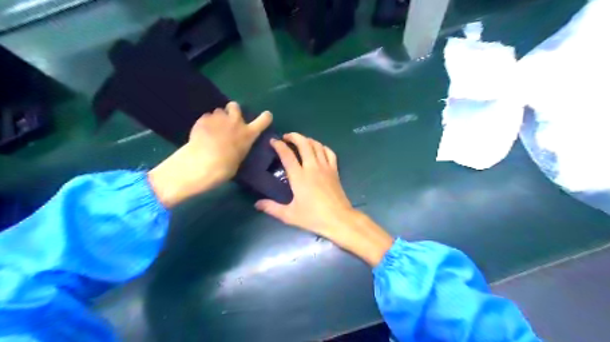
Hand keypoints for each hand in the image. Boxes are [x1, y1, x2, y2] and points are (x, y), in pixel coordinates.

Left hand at [147, 102, 271, 207]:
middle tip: (228, 120)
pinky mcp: (203, 119)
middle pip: (235, 106)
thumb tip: (235, 145)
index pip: (264, 120)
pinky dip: (205, 123)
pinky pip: (206, 117)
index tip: (265, 116)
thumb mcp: (239, 158)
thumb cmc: (225, 167)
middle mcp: (236, 122)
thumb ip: (239, 146)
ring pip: (219, 111)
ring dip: (217, 118)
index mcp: (248, 134)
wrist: (203, 163)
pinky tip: (201, 133)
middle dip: (232, 110)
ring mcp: (219, 118)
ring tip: (212, 129)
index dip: (265, 117)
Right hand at [256, 134, 393, 266]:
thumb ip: (272, 208)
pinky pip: (329, 152)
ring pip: (317, 145)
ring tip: (300, 141)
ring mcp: (325, 167)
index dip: (279, 145)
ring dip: (307, 140)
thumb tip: (256, 204)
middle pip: (304, 143)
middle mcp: (312, 167)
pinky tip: (318, 149)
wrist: (338, 219)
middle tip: (286, 137)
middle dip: (294, 136)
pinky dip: (322, 147)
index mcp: (299, 177)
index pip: (287, 155)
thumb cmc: (313, 217)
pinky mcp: (335, 170)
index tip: (273, 141)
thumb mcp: (289, 215)